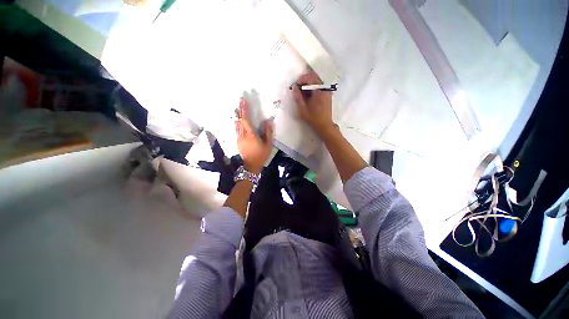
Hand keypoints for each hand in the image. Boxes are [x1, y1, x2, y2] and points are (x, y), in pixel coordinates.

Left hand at [235, 98, 273, 173]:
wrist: (251, 167)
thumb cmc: (261, 156)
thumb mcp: (268, 145)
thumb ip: (268, 132)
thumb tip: (268, 121)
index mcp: (250, 135)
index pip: (246, 119)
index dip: (244, 109)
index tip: (244, 100)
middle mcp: (242, 135)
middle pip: (239, 120)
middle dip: (240, 110)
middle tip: (240, 101)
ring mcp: (239, 138)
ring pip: (237, 125)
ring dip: (238, 116)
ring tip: (238, 108)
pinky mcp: (238, 142)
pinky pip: (237, 130)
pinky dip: (237, 123)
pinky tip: (238, 121)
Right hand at [292, 71, 335, 136]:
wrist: (325, 125)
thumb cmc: (313, 118)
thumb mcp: (302, 108)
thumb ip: (297, 97)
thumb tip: (294, 87)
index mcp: (319, 90)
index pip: (310, 78)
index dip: (301, 79)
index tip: (295, 86)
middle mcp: (325, 88)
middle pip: (314, 78)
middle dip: (304, 81)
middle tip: (297, 89)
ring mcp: (327, 91)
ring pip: (316, 82)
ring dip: (308, 85)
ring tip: (301, 93)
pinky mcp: (327, 95)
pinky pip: (319, 87)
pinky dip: (312, 89)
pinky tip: (308, 96)